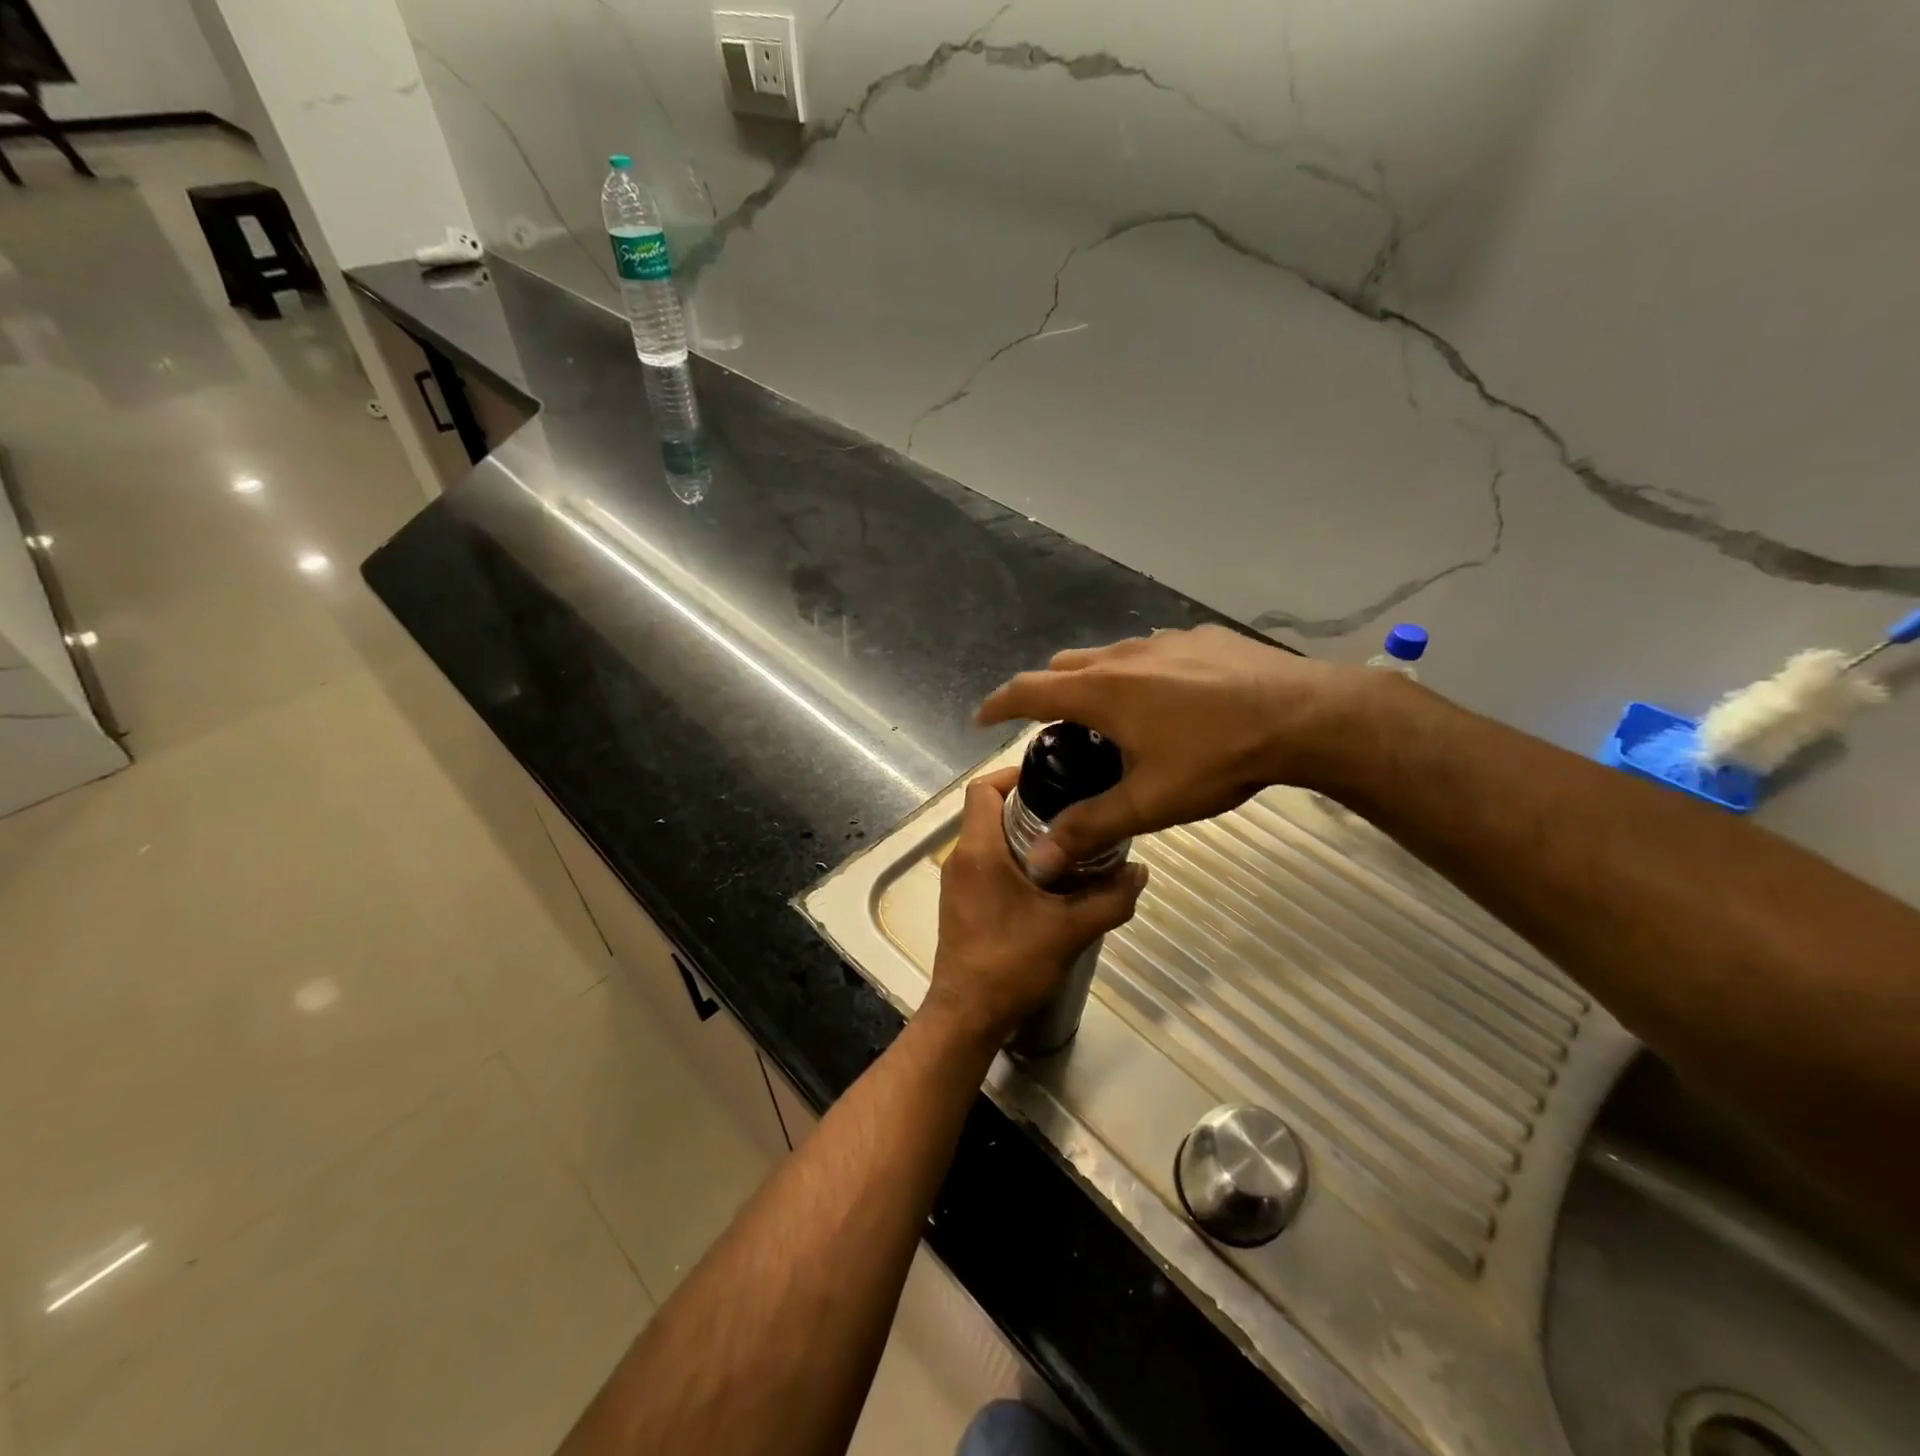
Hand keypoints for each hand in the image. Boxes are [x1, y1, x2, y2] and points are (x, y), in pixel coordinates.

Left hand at [923, 768, 1148, 1047]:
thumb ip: (1110, 898)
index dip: (1012, 774)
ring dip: (1021, 834)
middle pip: (987, 811)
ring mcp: (956, 882)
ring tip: (1068, 843)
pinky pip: (985, 863)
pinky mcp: (960, 902)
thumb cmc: (1011, 964)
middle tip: (1072, 810)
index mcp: (979, 851)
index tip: (1050, 777)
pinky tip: (1048, 881)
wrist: (967, 1015)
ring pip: (987, 839)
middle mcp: (960, 858)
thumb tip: (1140, 871)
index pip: (982, 788)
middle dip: (1027, 805)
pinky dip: (1012, 859)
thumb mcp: (1071, 930)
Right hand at [975, 625, 1366, 879]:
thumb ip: (1090, 828)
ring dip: (1096, 684)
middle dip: (1048, 695)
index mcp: (1101, 692)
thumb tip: (1040, 861)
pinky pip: (1152, 653)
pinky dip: (1141, 675)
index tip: (981, 720)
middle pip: (1064, 668)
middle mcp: (1123, 656)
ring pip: (1109, 657)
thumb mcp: (1149, 802)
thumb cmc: (1218, 758)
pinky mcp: (1201, 638)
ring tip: (1115, 722)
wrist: (1306, 716)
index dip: (998, 705)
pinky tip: (1172, 704)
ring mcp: (1165, 641)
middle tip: (1057, 734)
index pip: (1028, 691)